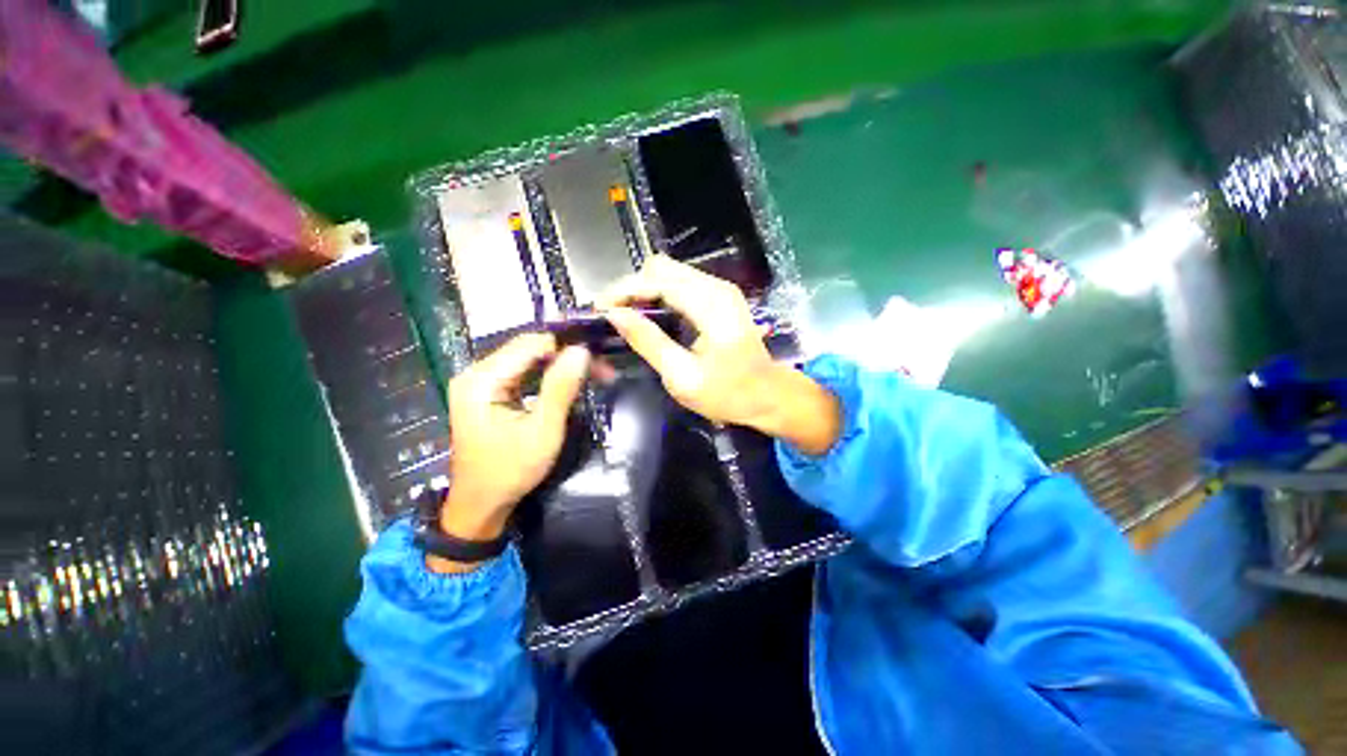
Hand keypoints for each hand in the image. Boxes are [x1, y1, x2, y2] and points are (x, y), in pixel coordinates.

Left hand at [432, 333, 589, 572]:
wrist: (481, 505)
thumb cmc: (510, 471)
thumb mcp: (542, 431)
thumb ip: (561, 388)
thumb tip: (582, 350)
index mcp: (481, 380)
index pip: (531, 344)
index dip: (567, 347)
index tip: (599, 359)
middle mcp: (477, 373)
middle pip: (529, 349)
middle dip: (568, 356)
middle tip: (603, 370)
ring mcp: (481, 382)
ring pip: (530, 359)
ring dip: (562, 365)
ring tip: (595, 374)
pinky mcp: (490, 392)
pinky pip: (525, 373)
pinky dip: (550, 376)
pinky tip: (571, 382)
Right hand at [597, 255, 840, 454]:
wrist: (769, 396)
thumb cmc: (729, 393)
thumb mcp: (683, 377)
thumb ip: (648, 342)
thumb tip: (614, 315)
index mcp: (710, 305)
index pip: (657, 279)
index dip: (624, 290)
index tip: (600, 309)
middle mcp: (716, 287)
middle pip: (661, 267)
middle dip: (632, 287)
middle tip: (614, 316)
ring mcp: (720, 290)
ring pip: (669, 273)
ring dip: (644, 291)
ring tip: (626, 317)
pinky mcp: (720, 298)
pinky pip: (681, 284)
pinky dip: (659, 296)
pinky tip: (650, 316)